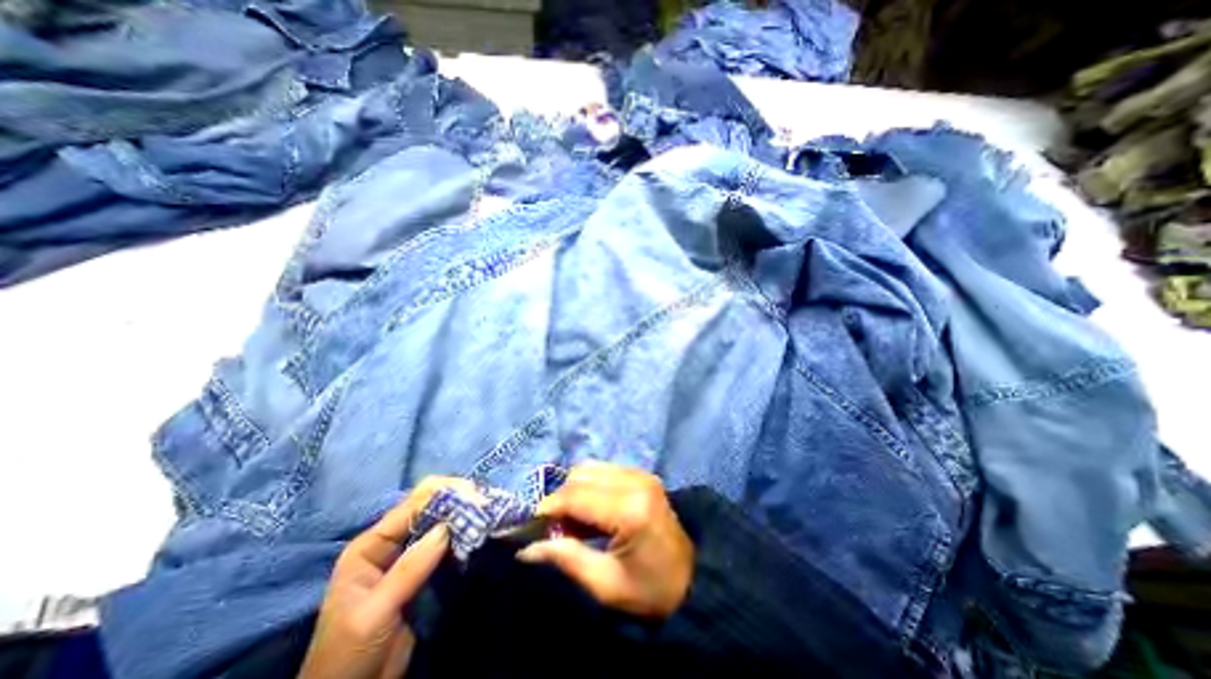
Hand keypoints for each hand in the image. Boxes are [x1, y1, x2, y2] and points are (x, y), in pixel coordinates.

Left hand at [298, 478, 476, 677]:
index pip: (411, 506)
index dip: (443, 494)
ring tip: (488, 510)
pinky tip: (480, 529)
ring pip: (440, 524)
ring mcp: (409, 556)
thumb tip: (447, 527)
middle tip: (486, 501)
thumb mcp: (374, 612)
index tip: (474, 492)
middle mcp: (391, 543)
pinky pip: (446, 544)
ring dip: (463, 517)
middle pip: (428, 509)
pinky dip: (463, 535)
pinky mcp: (424, 570)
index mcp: (370, 545)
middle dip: (457, 502)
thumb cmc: (348, 654)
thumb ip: (410, 568)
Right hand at [515, 463, 694, 618]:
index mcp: (630, 510)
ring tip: (574, 520)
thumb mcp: (605, 584)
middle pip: (581, 475)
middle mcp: (635, 481)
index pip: (576, 495)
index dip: (549, 507)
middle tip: (556, 528)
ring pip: (590, 468)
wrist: (693, 577)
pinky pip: (603, 469)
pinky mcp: (642, 474)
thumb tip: (526, 549)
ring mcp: (640, 474)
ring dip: (574, 490)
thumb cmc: (650, 590)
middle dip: (560, 498)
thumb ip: (566, 559)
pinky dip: (589, 485)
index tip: (533, 526)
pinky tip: (591, 510)